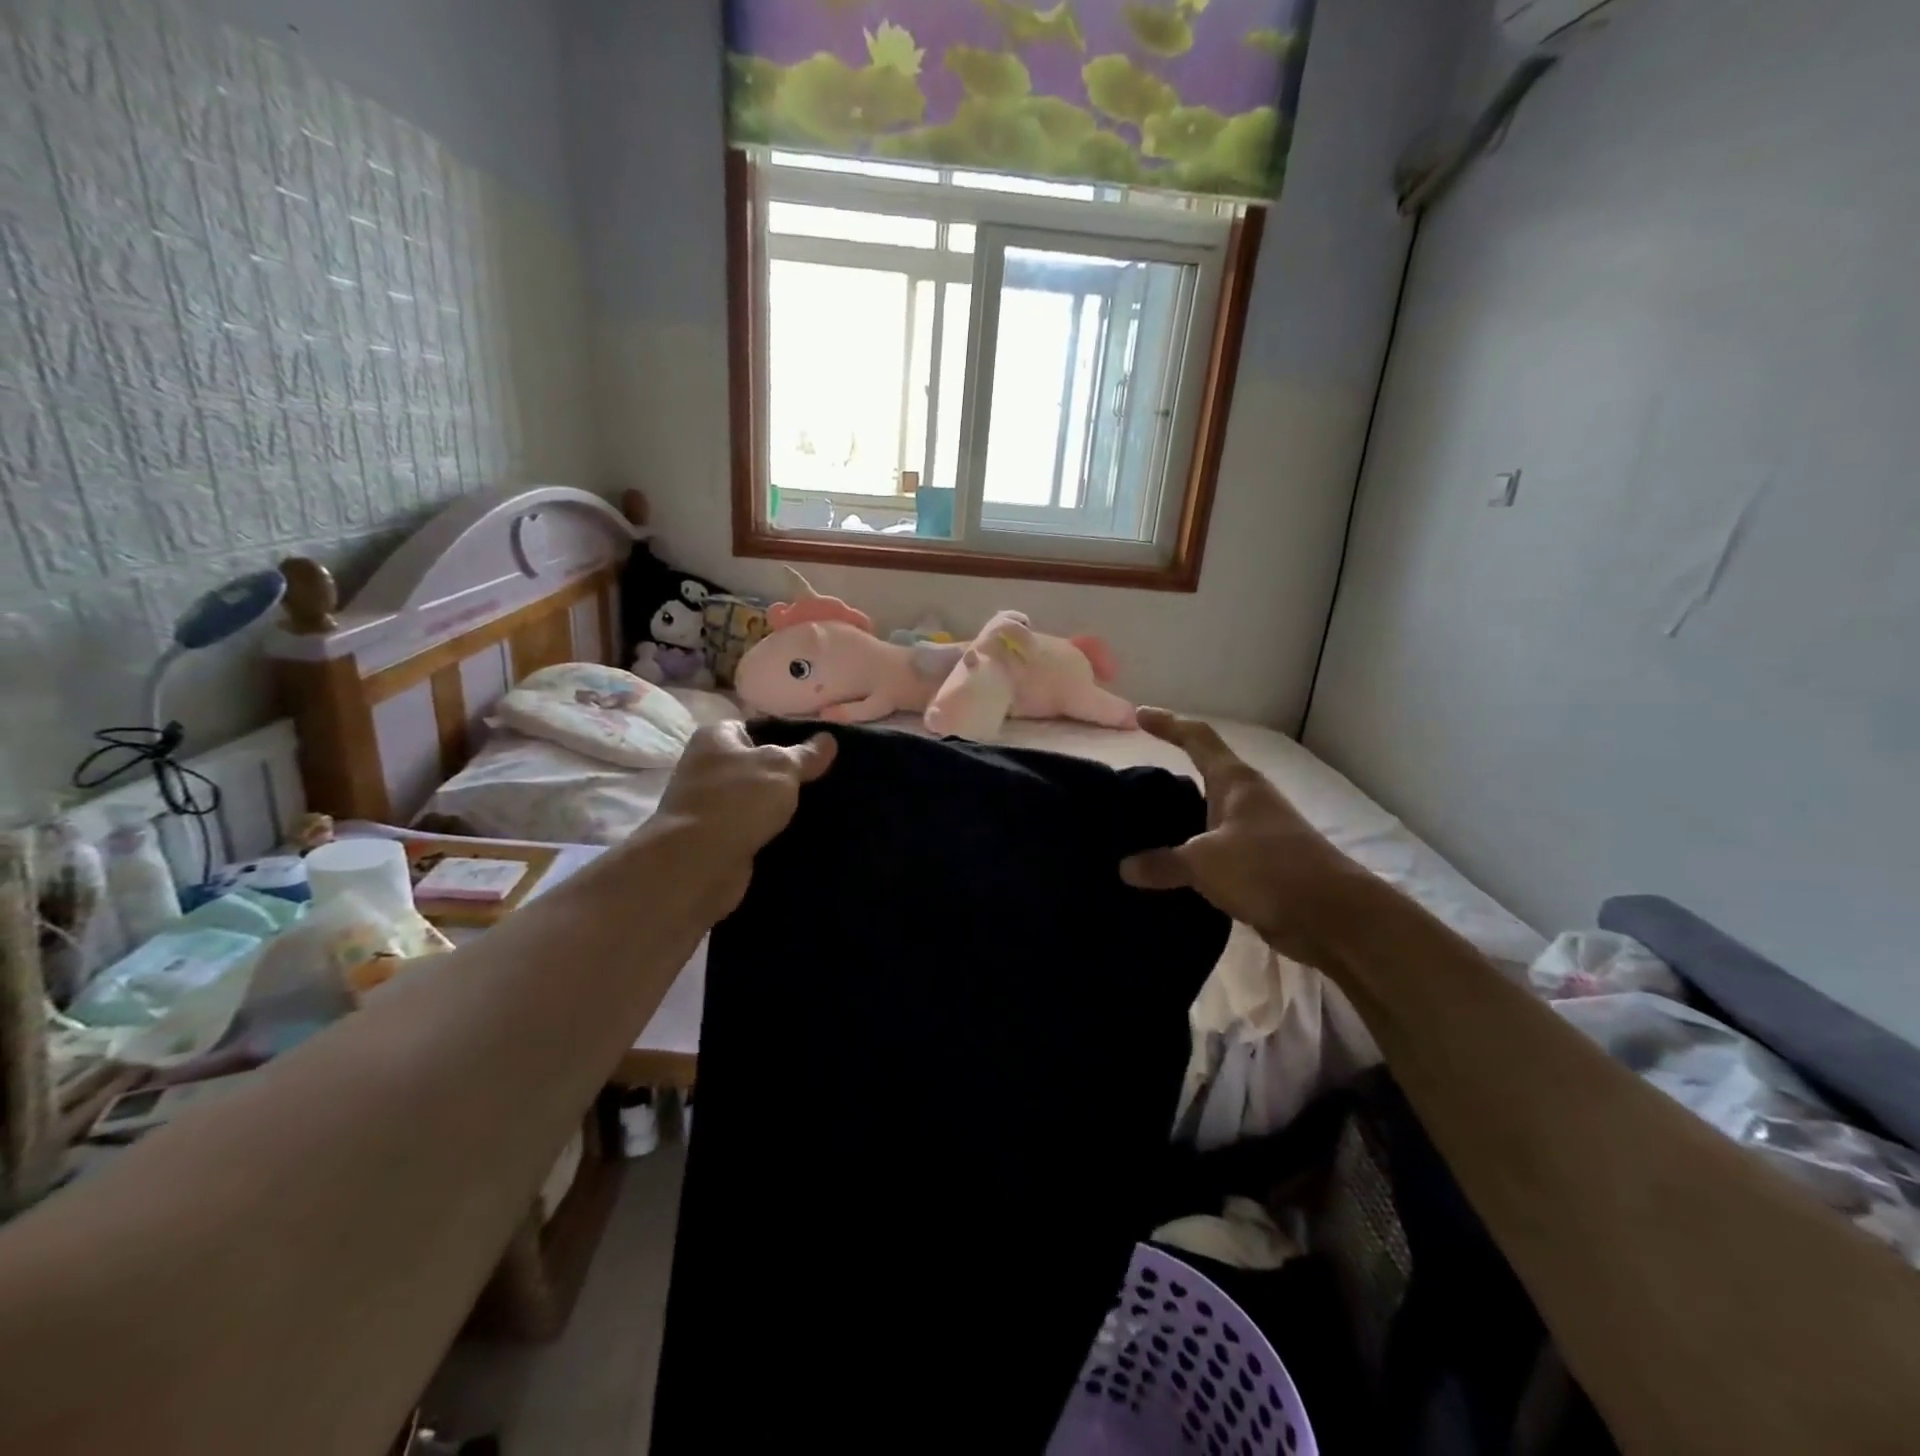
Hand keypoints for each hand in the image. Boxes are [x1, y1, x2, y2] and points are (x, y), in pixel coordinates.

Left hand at [649, 722, 836, 917]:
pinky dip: (771, 832)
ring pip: (756, 800)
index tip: (819, 752)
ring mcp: (708, 805)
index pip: (757, 729)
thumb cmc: (737, 801)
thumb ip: (806, 754)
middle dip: (787, 776)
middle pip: (757, 766)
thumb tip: (828, 739)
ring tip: (820, 809)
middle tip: (824, 781)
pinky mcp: (715, 838)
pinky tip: (800, 835)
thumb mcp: (781, 767)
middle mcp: (706, 767)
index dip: (787, 738)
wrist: (697, 864)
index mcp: (715, 738)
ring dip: (780, 807)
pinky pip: (751, 828)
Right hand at [1119, 708, 1376, 969]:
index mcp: (1235, 782)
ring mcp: (1257, 833)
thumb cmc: (1267, 869)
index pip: (1197, 739)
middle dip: (1171, 780)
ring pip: (1209, 818)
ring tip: (1142, 832)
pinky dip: (1193, 857)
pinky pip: (1216, 852)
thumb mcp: (1204, 862)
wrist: (1332, 916)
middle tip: (1132, 789)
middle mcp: (1247, 800)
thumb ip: (1163, 863)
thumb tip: (1125, 867)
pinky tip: (1171, 871)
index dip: (1168, 724)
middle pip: (1204, 777)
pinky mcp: (1261, 865)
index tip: (1140, 716)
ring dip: (1181, 822)